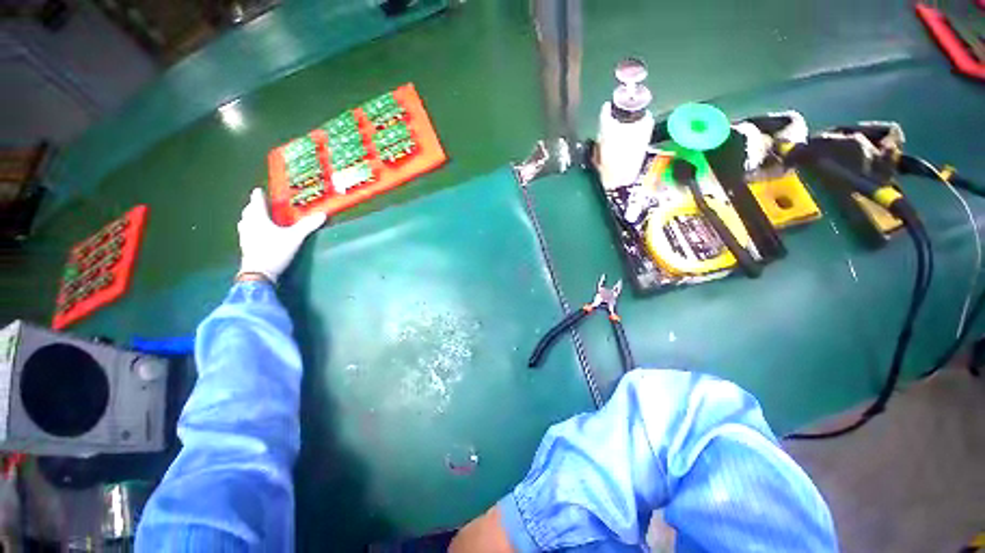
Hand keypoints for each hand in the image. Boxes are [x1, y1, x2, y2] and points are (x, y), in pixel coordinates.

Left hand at [237, 188, 325, 282]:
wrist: (259, 273)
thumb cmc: (275, 250)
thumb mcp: (295, 237)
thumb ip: (307, 225)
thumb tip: (322, 214)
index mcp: (258, 218)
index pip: (257, 202)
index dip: (258, 196)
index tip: (258, 190)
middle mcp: (249, 225)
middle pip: (248, 211)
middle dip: (253, 206)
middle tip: (258, 204)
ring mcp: (245, 237)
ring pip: (245, 222)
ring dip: (250, 218)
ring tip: (256, 218)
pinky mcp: (245, 247)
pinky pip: (246, 233)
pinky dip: (251, 229)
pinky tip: (256, 234)